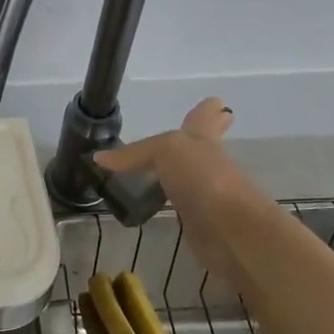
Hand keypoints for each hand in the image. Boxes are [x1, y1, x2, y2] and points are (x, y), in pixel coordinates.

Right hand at [94, 98, 269, 277]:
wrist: (233, 231)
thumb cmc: (204, 178)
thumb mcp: (166, 151)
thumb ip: (135, 153)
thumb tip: (99, 158)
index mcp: (202, 140)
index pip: (203, 119)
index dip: (205, 112)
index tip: (213, 101)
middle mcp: (209, 165)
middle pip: (201, 148)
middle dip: (197, 140)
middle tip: (186, 136)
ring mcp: (207, 196)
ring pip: (189, 179)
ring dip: (178, 175)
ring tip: (153, 173)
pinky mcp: (201, 225)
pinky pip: (181, 210)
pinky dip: (171, 206)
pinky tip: (158, 207)